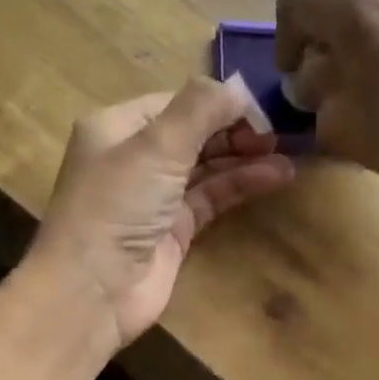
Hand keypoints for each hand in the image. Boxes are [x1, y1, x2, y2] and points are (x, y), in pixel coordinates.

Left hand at [28, 80, 293, 350]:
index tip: (260, 112)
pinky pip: (211, 197)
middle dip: (234, 130)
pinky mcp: (173, 229)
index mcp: (117, 126)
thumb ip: (201, 108)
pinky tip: (274, 176)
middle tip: (275, 137)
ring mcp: (154, 196)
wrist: (92, 292)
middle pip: (193, 132)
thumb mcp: (157, 145)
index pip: (177, 102)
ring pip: (206, 166)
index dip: (219, 103)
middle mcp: (134, 157)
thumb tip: (240, 88)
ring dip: (244, 158)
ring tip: (286, 156)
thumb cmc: (117, 206)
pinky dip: (240, 185)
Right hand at [275, 0, 378, 199]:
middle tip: (324, 58)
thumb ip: (312, 88)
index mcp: (354, 7)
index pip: (294, 1)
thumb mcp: (336, 122)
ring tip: (361, 50)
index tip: (293, 72)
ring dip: (351, 9)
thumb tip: (311, 73)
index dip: (284, 38)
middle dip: (317, 18)